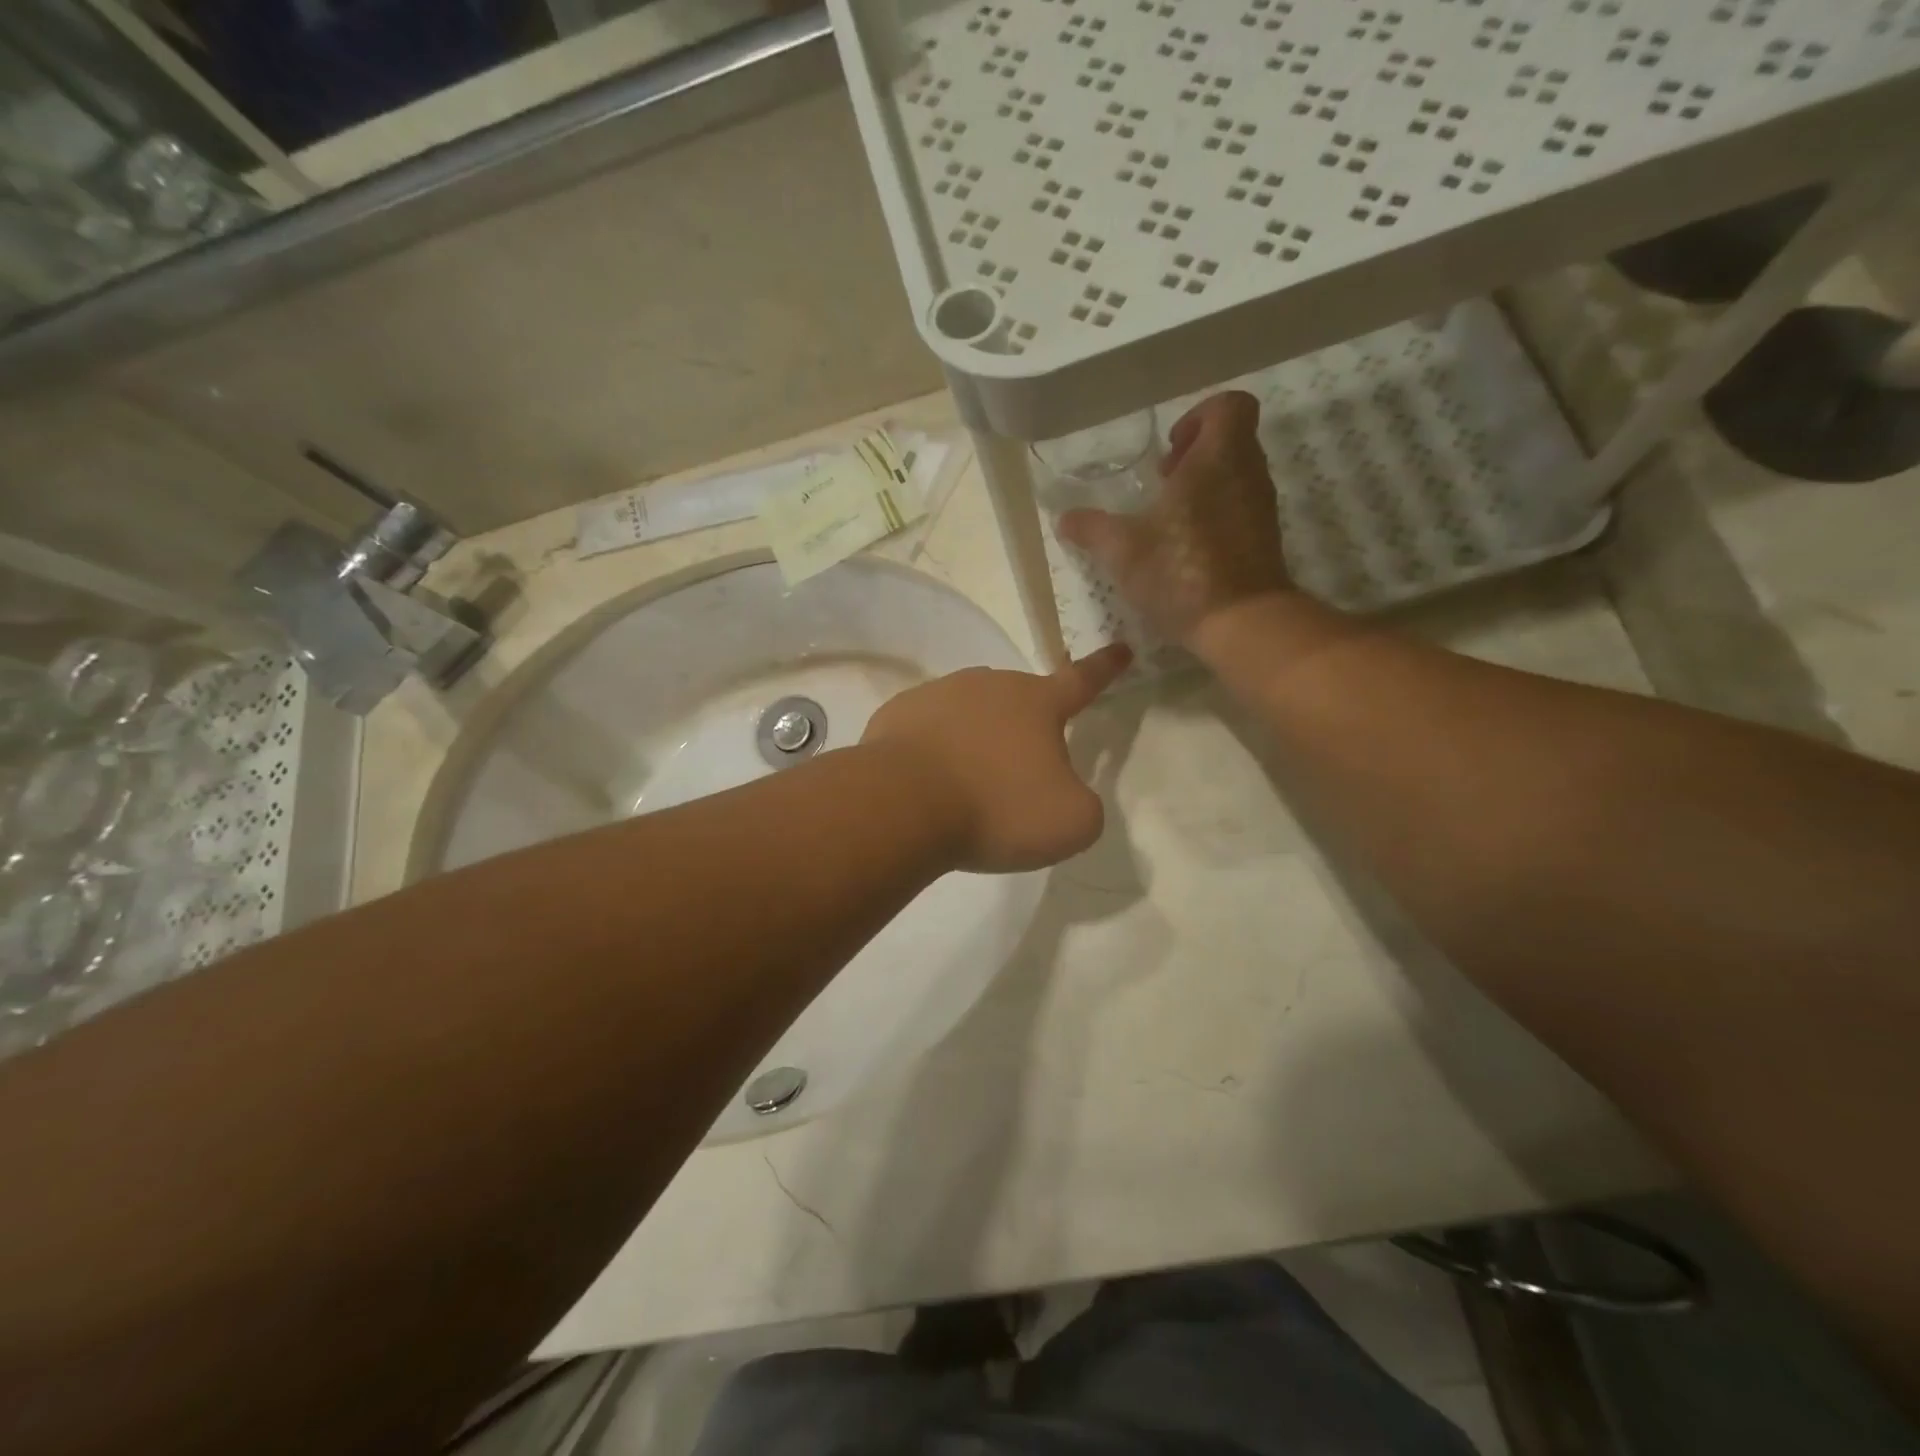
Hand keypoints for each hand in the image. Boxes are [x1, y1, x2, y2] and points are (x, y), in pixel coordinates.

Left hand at [860, 644, 1131, 872]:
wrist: (903, 805)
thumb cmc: (998, 808)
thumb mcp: (1071, 822)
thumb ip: (1083, 804)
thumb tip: (1062, 794)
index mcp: (1037, 702)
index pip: (1083, 679)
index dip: (1105, 668)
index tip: (1122, 648)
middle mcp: (989, 685)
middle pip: (1019, 703)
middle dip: (1025, 732)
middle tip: (1015, 779)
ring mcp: (938, 694)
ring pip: (970, 714)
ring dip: (977, 742)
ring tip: (968, 789)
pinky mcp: (897, 714)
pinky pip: (927, 731)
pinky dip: (935, 752)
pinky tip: (928, 785)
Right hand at [1057, 391, 1292, 644]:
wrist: (1242, 622)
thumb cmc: (1182, 571)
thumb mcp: (1123, 550)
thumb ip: (1091, 529)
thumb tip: (1063, 518)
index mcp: (1219, 457)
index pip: (1229, 405)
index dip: (1198, 416)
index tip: (1168, 450)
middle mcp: (1248, 473)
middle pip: (1231, 440)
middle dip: (1194, 455)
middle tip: (1161, 484)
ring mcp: (1261, 508)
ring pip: (1235, 476)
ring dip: (1203, 487)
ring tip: (1166, 520)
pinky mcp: (1263, 540)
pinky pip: (1239, 509)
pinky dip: (1214, 516)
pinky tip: (1184, 549)